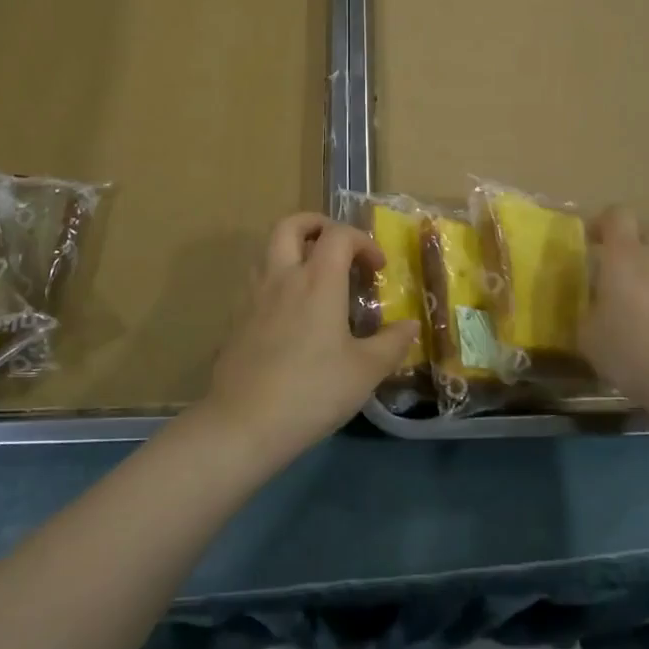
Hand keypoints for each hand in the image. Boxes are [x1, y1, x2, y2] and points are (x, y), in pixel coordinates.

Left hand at [201, 213, 420, 463]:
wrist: (244, 423)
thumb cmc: (313, 391)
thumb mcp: (365, 371)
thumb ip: (392, 343)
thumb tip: (411, 326)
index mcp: (318, 280)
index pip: (339, 235)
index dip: (363, 242)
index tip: (377, 268)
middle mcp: (283, 277)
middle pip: (291, 225)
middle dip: (317, 225)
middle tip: (338, 246)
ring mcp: (254, 296)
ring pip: (269, 249)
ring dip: (294, 249)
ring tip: (315, 277)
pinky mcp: (237, 319)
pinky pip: (258, 281)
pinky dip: (278, 280)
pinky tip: (291, 313)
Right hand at [580, 206, 648, 409]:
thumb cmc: (631, 351)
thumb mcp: (588, 335)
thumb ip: (588, 309)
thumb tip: (592, 303)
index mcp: (625, 255)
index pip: (617, 215)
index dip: (602, 223)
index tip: (590, 242)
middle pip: (647, 233)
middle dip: (631, 246)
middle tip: (617, 274)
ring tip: (643, 304)